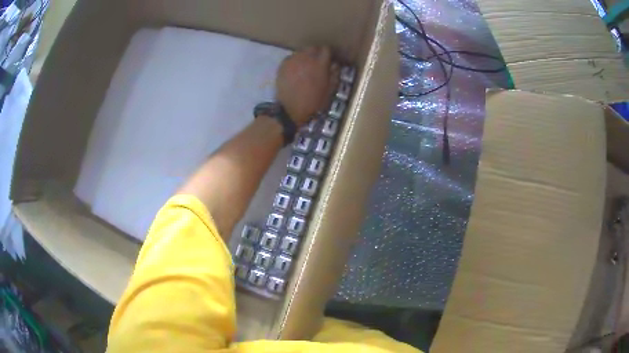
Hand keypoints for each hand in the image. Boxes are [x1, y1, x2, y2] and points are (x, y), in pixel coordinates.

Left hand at [277, 46, 339, 126]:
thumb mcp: (329, 90)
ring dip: (305, 57)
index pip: (326, 49)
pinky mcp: (283, 65)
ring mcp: (293, 60)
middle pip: (313, 48)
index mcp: (320, 64)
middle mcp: (306, 58)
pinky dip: (295, 61)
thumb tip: (335, 65)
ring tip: (305, 66)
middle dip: (316, 53)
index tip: (328, 60)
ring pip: (301, 52)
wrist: (290, 109)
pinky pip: (291, 58)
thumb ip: (334, 75)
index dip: (328, 54)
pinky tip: (295, 71)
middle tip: (316, 63)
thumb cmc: (313, 102)